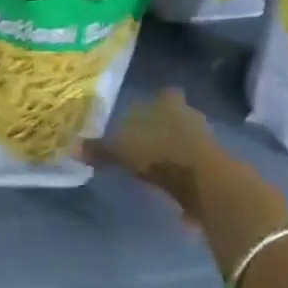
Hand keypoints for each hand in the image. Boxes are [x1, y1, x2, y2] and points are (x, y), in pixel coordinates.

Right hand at [86, 88, 226, 225]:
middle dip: (166, 128)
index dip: (158, 102)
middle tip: (148, 141)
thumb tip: (70, 148)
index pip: (164, 94)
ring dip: (177, 153)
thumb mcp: (122, 152)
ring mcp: (206, 141)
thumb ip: (99, 150)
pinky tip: (174, 193)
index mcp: (168, 103)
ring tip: (158, 169)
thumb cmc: (160, 153)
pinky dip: (186, 178)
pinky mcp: (216, 168)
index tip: (146, 113)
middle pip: (178, 117)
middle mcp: (190, 116)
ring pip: (188, 142)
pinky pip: (196, 168)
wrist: (206, 181)